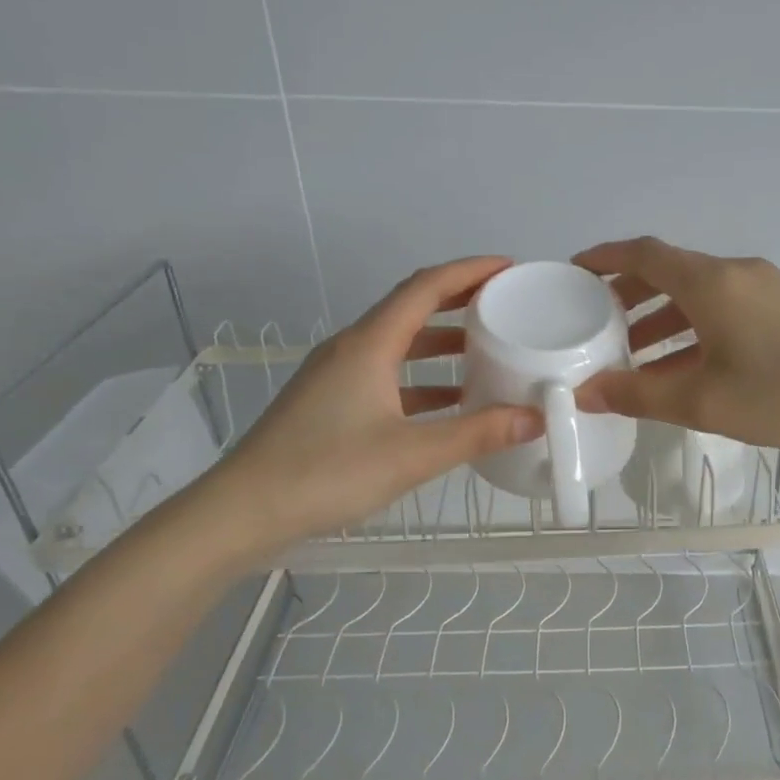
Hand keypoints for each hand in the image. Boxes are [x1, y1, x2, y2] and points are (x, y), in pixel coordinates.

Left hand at [206, 257, 542, 552]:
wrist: (244, 512)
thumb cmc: (328, 473)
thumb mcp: (413, 454)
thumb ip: (478, 434)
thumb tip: (535, 418)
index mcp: (369, 345)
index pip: (425, 288)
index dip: (469, 271)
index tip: (509, 268)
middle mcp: (351, 349)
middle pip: (411, 308)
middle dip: (459, 300)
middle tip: (505, 303)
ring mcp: (337, 376)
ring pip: (398, 343)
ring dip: (441, 341)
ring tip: (486, 349)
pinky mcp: (331, 403)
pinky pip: (386, 374)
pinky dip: (422, 378)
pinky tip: (449, 402)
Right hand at [570, 237, 779, 450]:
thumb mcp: (703, 401)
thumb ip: (639, 396)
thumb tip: (585, 393)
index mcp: (711, 283)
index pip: (644, 254)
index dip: (605, 258)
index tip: (575, 271)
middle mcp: (736, 273)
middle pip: (671, 271)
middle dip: (630, 293)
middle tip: (598, 321)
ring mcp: (766, 288)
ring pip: (699, 292)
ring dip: (663, 316)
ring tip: (636, 353)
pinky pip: (726, 307)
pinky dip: (695, 327)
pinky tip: (688, 364)